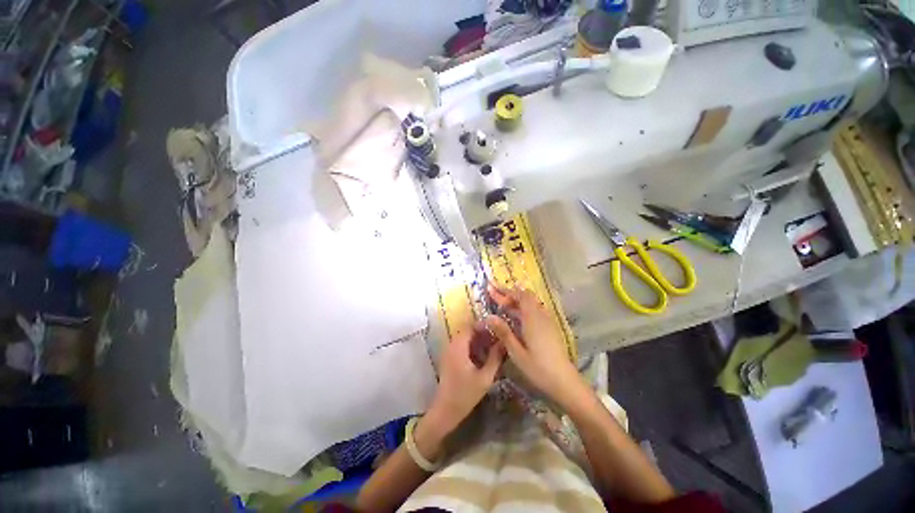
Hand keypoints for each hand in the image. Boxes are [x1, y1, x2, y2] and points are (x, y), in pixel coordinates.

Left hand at [427, 324, 504, 435]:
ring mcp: (449, 352)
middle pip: (467, 331)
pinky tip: (483, 355)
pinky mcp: (449, 359)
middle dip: (482, 332)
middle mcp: (451, 345)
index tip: (496, 328)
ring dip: (477, 339)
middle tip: (497, 337)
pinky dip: (472, 346)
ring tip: (492, 345)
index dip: (483, 325)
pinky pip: (461, 345)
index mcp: (459, 347)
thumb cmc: (466, 394)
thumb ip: (495, 358)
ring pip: (464, 338)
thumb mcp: (485, 377)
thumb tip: (503, 343)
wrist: (445, 411)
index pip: (470, 326)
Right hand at [485, 285, 584, 405]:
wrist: (564, 381)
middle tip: (494, 294)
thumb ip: (504, 332)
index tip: (492, 288)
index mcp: (532, 319)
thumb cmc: (538, 368)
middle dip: (509, 294)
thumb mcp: (517, 352)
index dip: (506, 291)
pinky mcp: (550, 327)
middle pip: (526, 297)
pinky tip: (515, 316)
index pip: (520, 296)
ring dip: (516, 300)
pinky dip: (523, 308)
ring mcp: (547, 321)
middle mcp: (541, 316)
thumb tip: (489, 316)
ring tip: (502, 303)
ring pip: (531, 303)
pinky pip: (535, 310)